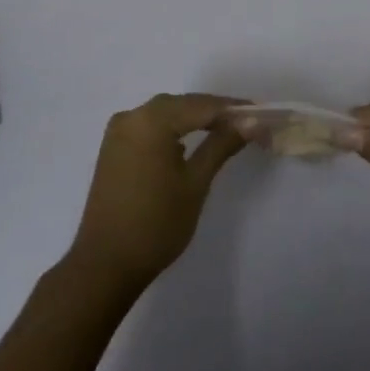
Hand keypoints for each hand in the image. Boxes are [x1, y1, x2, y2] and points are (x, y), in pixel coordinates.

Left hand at [68, 94, 249, 291]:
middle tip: (250, 123)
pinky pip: (151, 126)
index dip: (235, 109)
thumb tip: (251, 121)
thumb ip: (222, 145)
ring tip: (228, 130)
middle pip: (184, 105)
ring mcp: (119, 131)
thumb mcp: (196, 183)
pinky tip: (193, 140)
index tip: (264, 115)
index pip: (203, 105)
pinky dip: (175, 129)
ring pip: (167, 114)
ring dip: (196, 119)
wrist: (105, 265)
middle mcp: (132, 116)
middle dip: (217, 112)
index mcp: (151, 120)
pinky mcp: (114, 147)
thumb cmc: (156, 224)